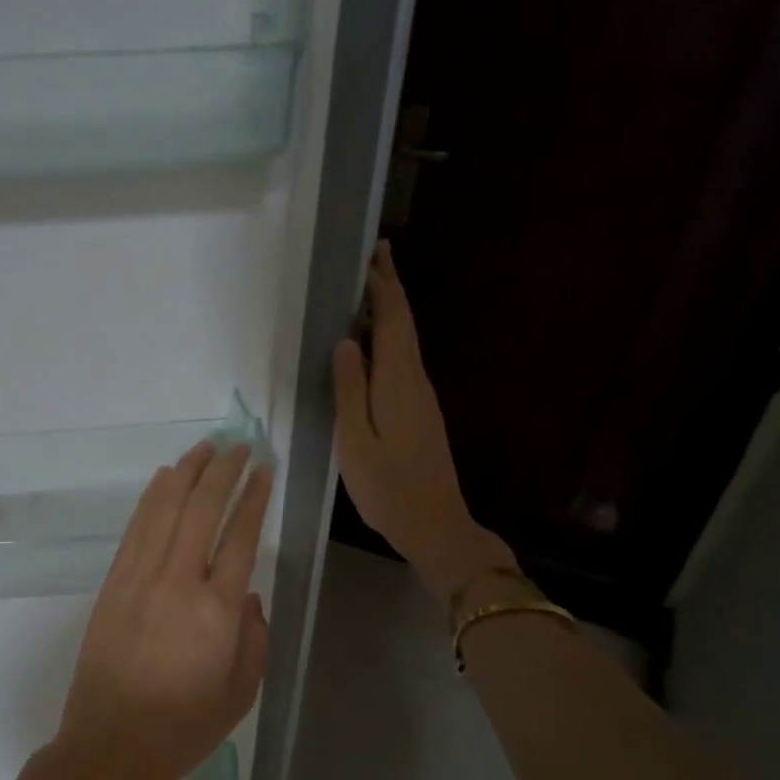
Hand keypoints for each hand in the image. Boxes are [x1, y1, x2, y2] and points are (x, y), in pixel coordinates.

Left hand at [10, 443, 272, 779]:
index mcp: (217, 610)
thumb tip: (248, 596)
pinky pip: (135, 529)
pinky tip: (164, 479)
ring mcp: (139, 579)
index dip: (254, 496)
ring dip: (186, 473)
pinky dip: (152, 498)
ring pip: (165, 509)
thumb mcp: (242, 692)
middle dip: (223, 470)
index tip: (265, 467)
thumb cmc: (183, 727)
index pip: (240, 535)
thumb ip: (255, 637)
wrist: (111, 746)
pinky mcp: (112, 584)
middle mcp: (177, 582)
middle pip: (202, 509)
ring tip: (205, 447)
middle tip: (240, 444)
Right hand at [333, 241, 516, 601]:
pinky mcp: (420, 415)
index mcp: (398, 382)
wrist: (433, 525)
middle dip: (389, 291)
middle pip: (403, 326)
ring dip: (388, 315)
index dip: (384, 286)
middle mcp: (415, 382)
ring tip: (365, 294)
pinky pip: (402, 364)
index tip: (373, 254)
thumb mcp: (355, 440)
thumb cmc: (388, 487)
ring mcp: (421, 399)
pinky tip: (370, 349)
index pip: (393, 321)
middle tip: (373, 260)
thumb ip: (349, 390)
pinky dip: (388, 343)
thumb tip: (345, 343)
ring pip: (404, 344)